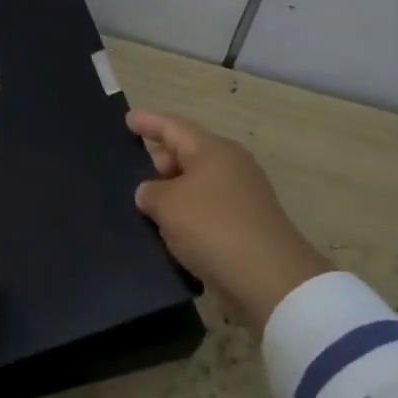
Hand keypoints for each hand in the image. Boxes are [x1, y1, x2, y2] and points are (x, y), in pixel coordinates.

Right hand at [127, 110, 329, 332]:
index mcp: (212, 150)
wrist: (268, 278)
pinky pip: (208, 210)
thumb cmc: (212, 227)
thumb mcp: (167, 205)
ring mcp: (243, 195)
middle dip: (159, 163)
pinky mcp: (247, 224)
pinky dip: (188, 216)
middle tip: (133, 180)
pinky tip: (171, 233)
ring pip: (197, 185)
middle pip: (187, 155)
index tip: (128, 119)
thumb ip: (150, 192)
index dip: (148, 122)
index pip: (173, 128)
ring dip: (173, 194)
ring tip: (146, 209)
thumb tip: (151, 193)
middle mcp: (231, 165)